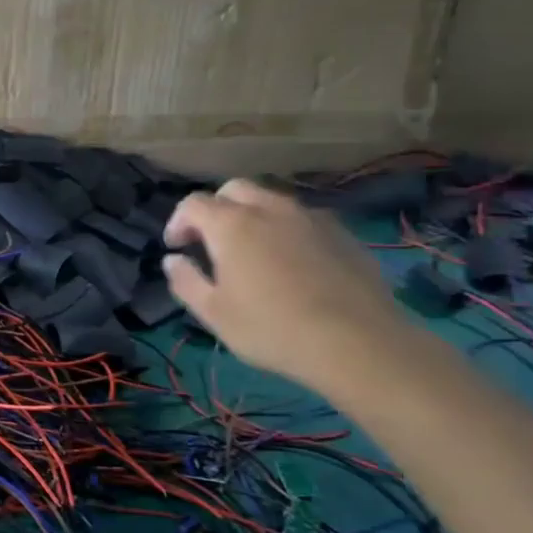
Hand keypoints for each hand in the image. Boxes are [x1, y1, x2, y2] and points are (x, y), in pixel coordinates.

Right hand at [162, 178, 405, 390]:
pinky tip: (292, 263)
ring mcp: (311, 217)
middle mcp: (270, 209)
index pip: (193, 204)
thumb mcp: (214, 313)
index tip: (176, 247)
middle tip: (210, 241)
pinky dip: (286, 230)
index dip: (178, 221)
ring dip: (252, 216)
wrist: (359, 343)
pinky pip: (303, 219)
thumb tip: (172, 260)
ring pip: (272, 200)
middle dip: (215, 208)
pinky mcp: (343, 233)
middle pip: (234, 189)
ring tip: (253, 250)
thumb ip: (185, 281)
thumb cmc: (272, 328)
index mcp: (231, 224)